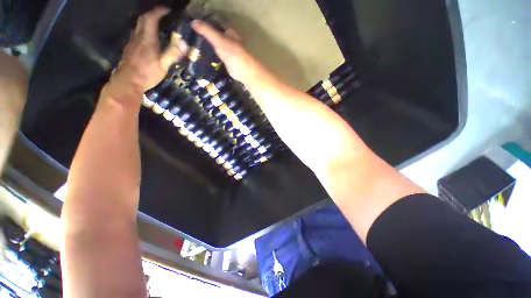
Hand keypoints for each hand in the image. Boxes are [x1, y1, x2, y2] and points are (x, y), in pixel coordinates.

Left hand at [104, 7, 186, 105]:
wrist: (127, 81)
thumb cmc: (147, 73)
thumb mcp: (163, 65)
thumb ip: (173, 53)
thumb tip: (184, 43)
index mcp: (147, 39)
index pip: (151, 18)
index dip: (159, 11)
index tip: (167, 10)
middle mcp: (138, 37)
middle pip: (142, 19)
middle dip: (152, 14)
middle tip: (162, 16)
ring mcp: (132, 42)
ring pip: (138, 26)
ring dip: (147, 22)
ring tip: (157, 27)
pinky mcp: (129, 49)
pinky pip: (136, 35)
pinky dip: (143, 32)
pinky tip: (148, 39)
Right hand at [191, 20, 268, 83]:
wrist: (242, 70)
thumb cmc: (232, 52)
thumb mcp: (218, 39)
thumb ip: (206, 31)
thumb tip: (193, 22)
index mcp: (230, 32)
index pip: (217, 24)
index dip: (207, 23)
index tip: (195, 25)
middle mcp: (230, 40)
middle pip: (216, 35)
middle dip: (206, 36)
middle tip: (193, 36)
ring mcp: (229, 51)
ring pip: (217, 46)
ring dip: (209, 46)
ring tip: (195, 46)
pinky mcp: (228, 61)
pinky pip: (218, 56)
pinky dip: (212, 55)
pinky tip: (203, 56)